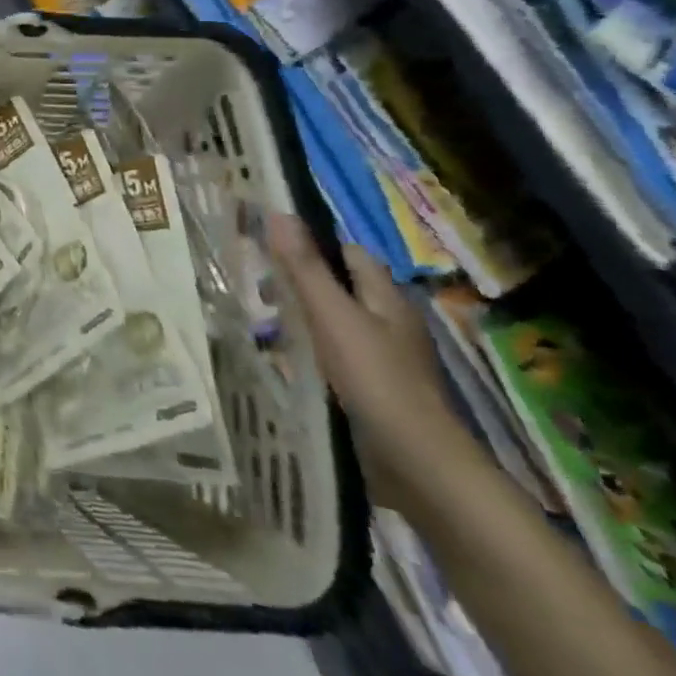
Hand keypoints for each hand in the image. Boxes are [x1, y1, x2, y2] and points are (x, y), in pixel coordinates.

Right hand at [267, 213, 482, 511]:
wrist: (417, 464)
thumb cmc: (374, 378)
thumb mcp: (331, 316)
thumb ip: (304, 267)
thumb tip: (279, 212)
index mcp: (387, 298)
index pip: (350, 254)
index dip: (315, 245)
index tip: (270, 248)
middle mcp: (391, 323)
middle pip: (343, 288)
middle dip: (303, 283)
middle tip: (258, 287)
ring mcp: (386, 359)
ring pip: (339, 323)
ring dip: (306, 319)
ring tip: (264, 322)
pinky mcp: (376, 390)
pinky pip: (339, 356)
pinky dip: (314, 352)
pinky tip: (290, 362)